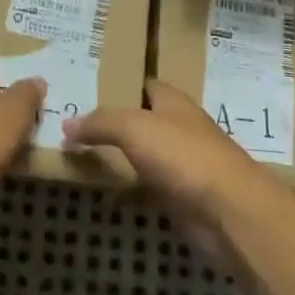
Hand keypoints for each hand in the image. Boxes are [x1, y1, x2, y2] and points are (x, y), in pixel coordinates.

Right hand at [62, 81, 293, 238]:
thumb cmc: (183, 155)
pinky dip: (129, 190)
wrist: (227, 211)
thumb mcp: (134, 127)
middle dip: (114, 122)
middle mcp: (179, 128)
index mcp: (173, 102)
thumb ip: (101, 122)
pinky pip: (147, 188)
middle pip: (142, 120)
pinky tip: (104, 193)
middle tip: (75, 124)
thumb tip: (67, 124)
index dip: (119, 83)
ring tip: (81, 155)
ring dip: (120, 157)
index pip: (144, 84)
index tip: (88, 88)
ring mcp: (182, 165)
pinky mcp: (181, 198)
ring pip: (143, 155)